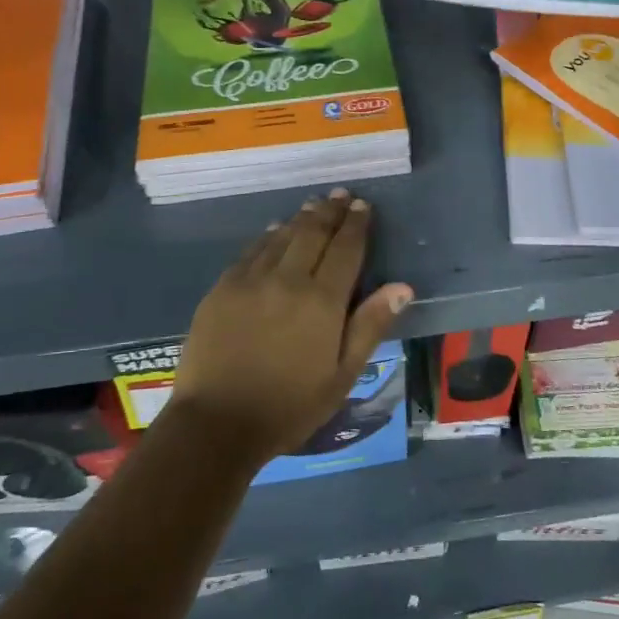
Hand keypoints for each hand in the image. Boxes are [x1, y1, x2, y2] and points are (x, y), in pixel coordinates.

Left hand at [167, 190, 411, 467]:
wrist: (216, 423)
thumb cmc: (289, 406)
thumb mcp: (342, 376)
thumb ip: (370, 326)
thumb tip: (402, 287)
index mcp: (322, 301)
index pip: (345, 249)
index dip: (356, 224)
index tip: (363, 205)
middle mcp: (287, 279)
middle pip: (312, 234)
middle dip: (330, 212)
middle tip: (340, 195)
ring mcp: (250, 280)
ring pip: (281, 237)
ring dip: (300, 219)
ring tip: (313, 206)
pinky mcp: (222, 288)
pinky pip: (251, 251)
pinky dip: (268, 236)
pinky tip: (274, 231)